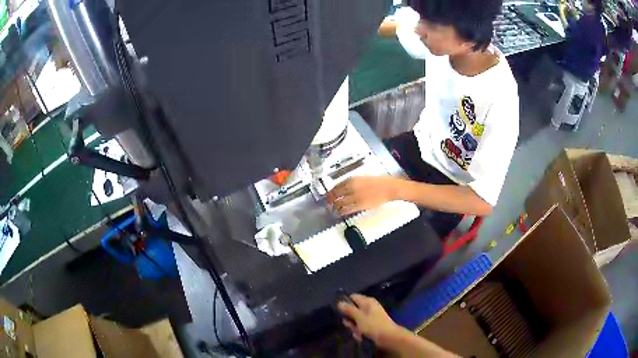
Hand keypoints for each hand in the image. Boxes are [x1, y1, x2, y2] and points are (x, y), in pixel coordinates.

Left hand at [326, 176, 396, 214]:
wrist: (388, 188)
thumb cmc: (377, 182)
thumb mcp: (362, 178)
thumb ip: (352, 182)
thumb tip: (343, 188)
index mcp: (352, 179)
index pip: (336, 186)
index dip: (330, 192)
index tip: (328, 195)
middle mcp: (351, 188)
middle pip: (335, 195)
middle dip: (330, 199)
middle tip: (327, 203)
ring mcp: (355, 197)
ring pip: (340, 203)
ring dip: (334, 207)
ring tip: (332, 209)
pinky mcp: (360, 206)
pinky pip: (347, 209)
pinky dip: (342, 211)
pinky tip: (339, 213)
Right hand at [338, 294, 402, 346]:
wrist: (389, 338)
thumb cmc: (373, 325)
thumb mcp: (358, 317)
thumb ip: (348, 309)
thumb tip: (339, 302)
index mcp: (367, 301)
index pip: (352, 297)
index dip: (345, 303)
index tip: (339, 312)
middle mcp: (369, 307)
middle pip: (353, 311)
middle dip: (350, 320)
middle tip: (351, 325)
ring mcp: (371, 317)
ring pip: (356, 321)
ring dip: (354, 328)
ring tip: (358, 333)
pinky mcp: (372, 326)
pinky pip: (361, 328)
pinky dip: (360, 332)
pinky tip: (362, 337)